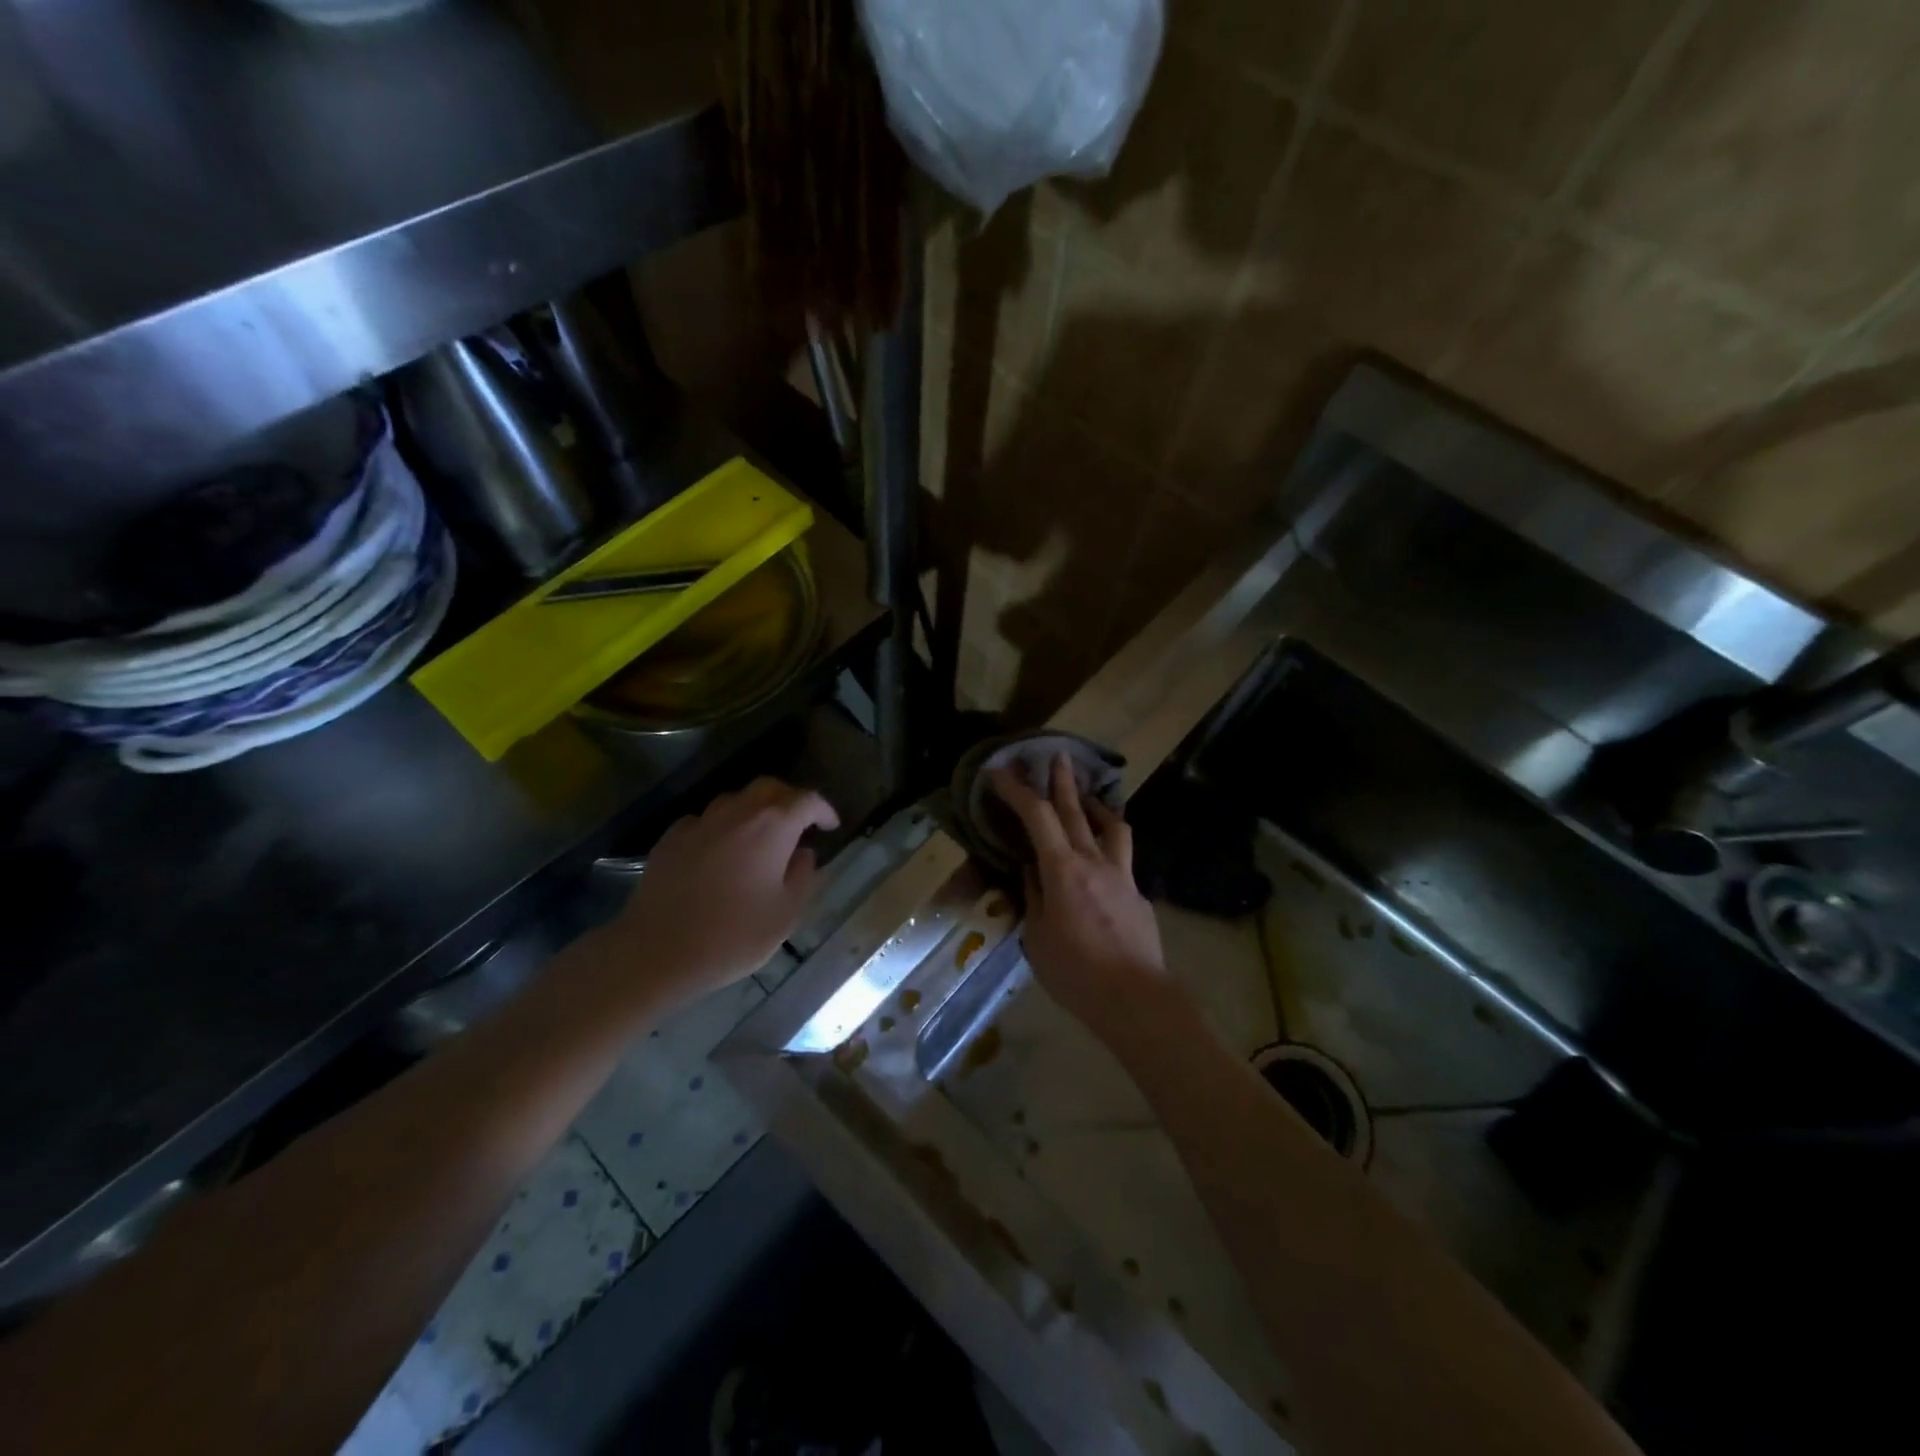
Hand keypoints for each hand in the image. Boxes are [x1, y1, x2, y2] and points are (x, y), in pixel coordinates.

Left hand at [601, 777, 837, 1007]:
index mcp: (772, 827)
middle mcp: (737, 812)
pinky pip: (705, 820)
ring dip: (755, 810)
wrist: (656, 952)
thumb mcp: (786, 915)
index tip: (830, 826)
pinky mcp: (671, 838)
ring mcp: (700, 822)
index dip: (823, 810)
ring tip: (762, 836)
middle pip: (769, 788)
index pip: (806, 800)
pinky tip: (721, 851)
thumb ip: (803, 877)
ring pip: (735, 800)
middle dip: (790, 799)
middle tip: (800, 823)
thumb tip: (805, 854)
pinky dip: (722, 827)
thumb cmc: (732, 936)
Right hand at [989, 755, 1179, 1053]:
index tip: (1001, 773)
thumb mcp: (1037, 938)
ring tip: (1087, 797)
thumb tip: (1032, 872)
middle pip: (1076, 811)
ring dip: (1096, 806)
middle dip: (1062, 781)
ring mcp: (1122, 876)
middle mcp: (1095, 862)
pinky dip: (1108, 847)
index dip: (1017, 791)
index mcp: (1063, 870)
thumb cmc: (1076, 973)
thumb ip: (1035, 897)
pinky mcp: (1138, 894)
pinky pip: (1121, 858)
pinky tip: (1102, 861)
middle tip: (1057, 756)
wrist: (1136, 999)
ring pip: (1112, 827)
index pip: (1037, 817)